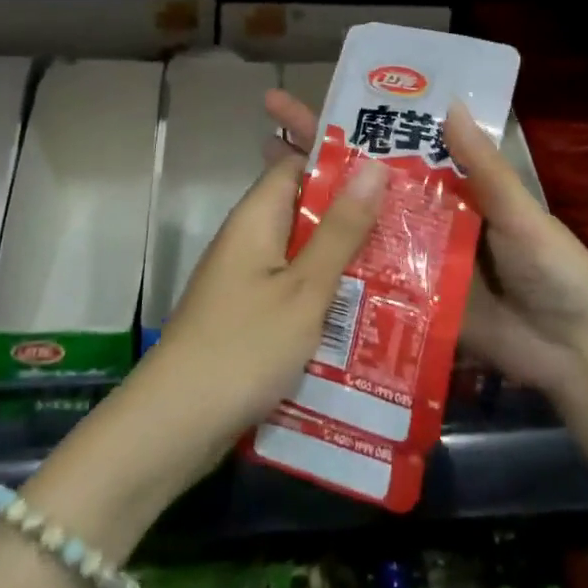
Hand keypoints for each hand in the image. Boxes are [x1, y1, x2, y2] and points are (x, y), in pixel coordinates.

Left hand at [115, 144, 388, 490]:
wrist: (176, 425)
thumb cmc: (244, 346)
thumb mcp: (305, 288)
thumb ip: (340, 230)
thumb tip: (373, 166)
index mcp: (257, 218)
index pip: (297, 164)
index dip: (340, 162)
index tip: (391, 167)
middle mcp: (249, 239)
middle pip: (305, 210)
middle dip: (353, 215)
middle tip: (411, 219)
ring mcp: (247, 280)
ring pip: (304, 253)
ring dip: (345, 258)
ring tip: (404, 262)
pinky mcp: (250, 316)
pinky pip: (295, 289)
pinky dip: (326, 293)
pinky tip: (367, 311)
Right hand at [263, 89, 587, 403]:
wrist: (574, 354)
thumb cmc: (555, 271)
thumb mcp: (522, 215)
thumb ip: (485, 168)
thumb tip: (448, 104)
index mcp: (454, 184)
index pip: (398, 143)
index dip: (358, 121)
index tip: (313, 97)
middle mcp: (427, 213)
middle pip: (368, 180)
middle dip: (321, 153)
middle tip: (270, 128)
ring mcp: (415, 258)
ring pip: (361, 226)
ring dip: (320, 207)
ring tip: (266, 186)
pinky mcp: (410, 300)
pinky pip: (370, 276)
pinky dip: (338, 264)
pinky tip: (294, 256)